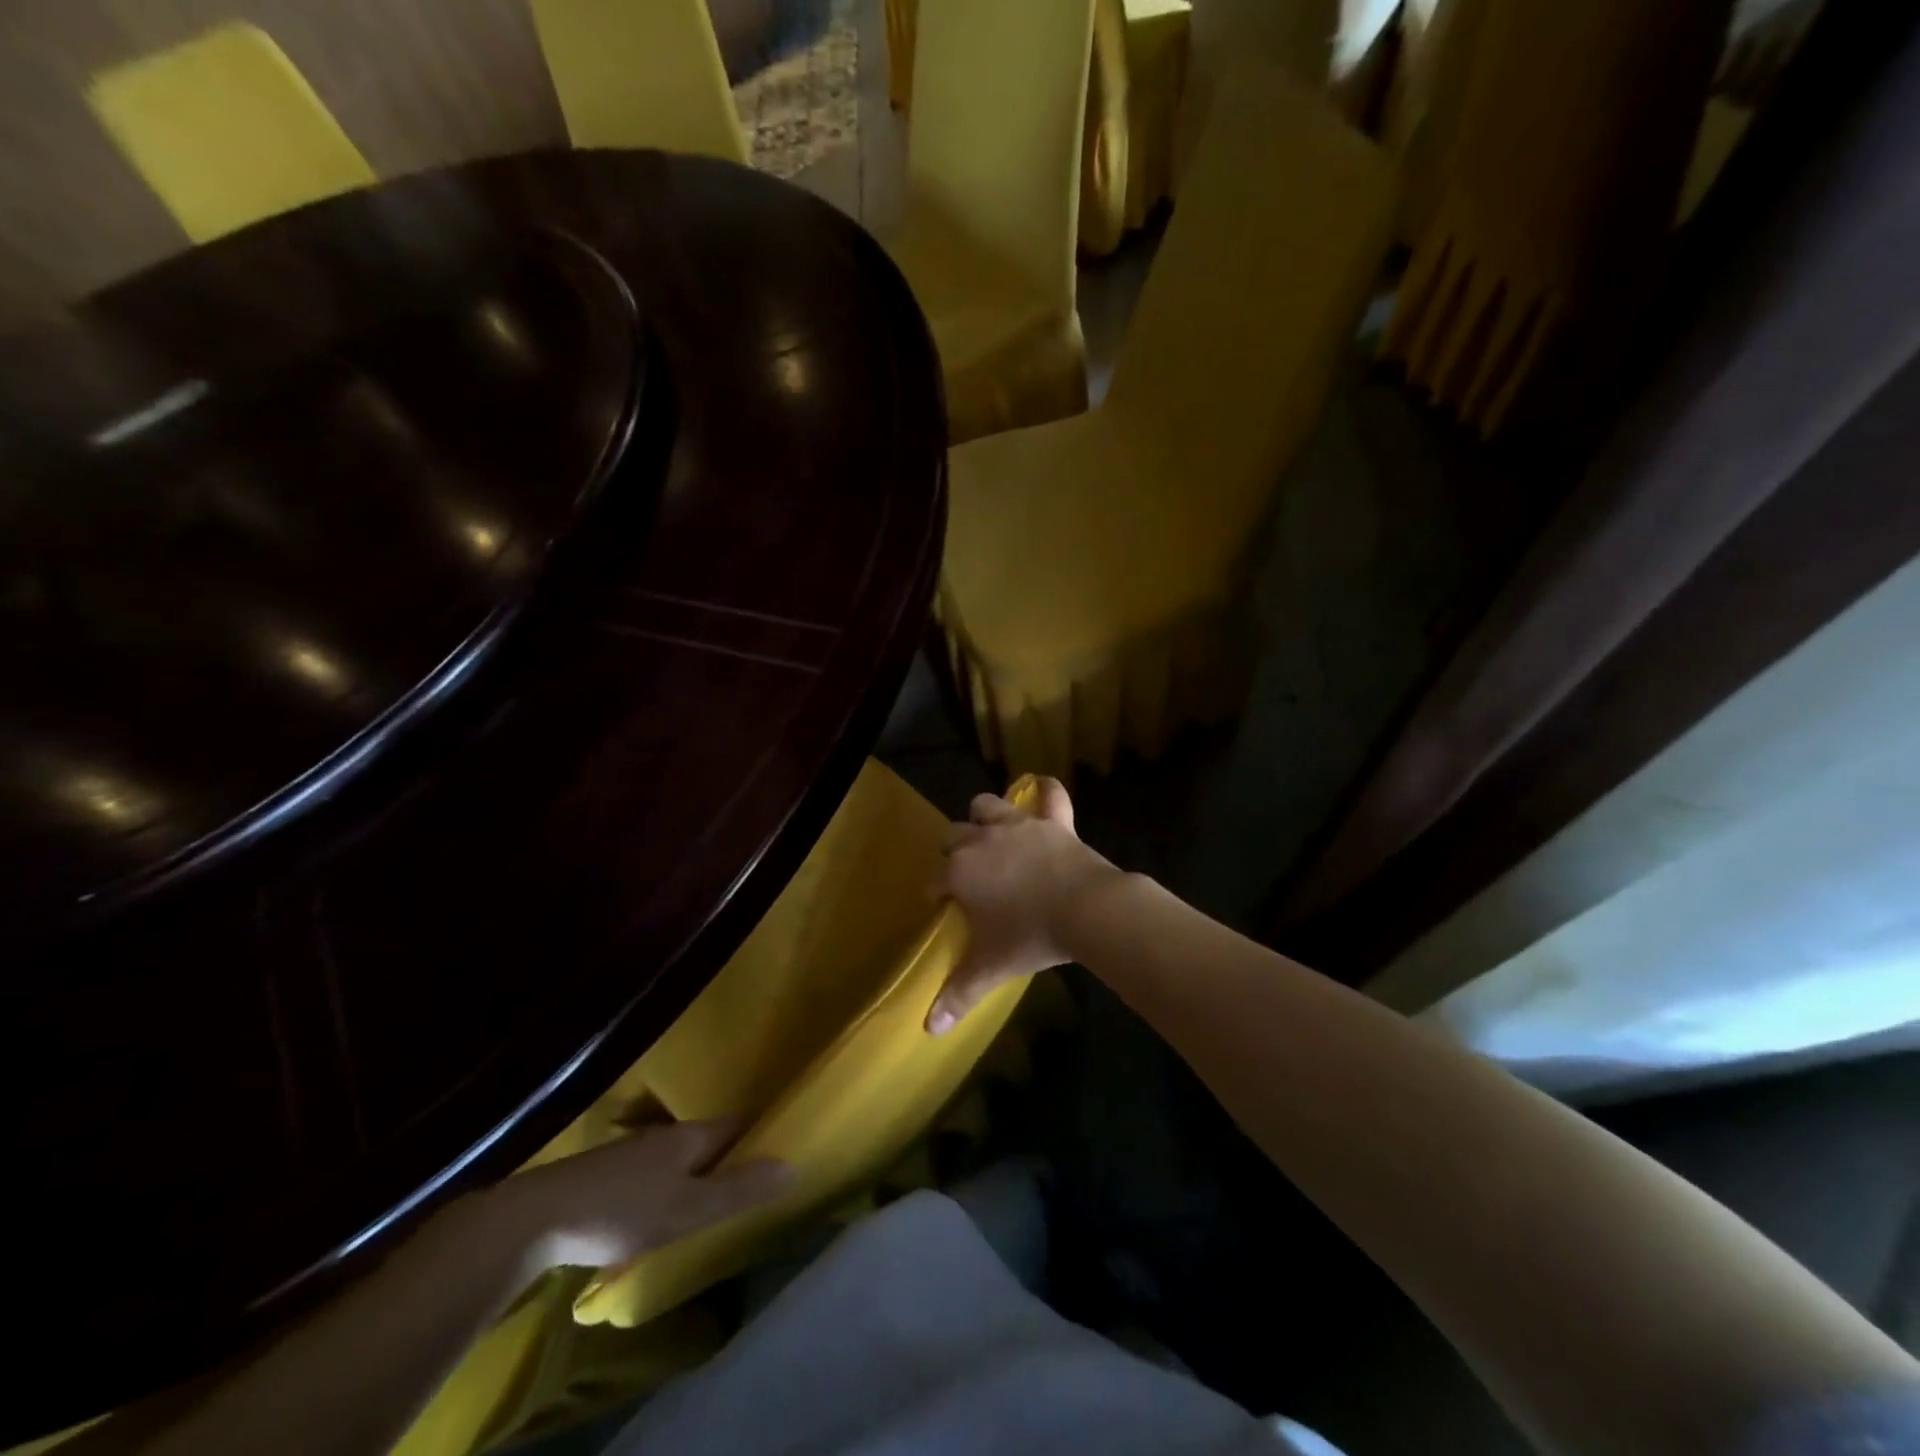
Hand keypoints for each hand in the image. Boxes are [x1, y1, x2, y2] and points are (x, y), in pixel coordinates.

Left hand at [478, 1119, 792, 1273]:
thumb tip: (792, 1166)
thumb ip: (739, 1190)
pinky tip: (657, 1215)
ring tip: (708, 1204)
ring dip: (696, 1174)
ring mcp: (631, 1153)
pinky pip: (651, 1175)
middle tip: (750, 1184)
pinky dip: (666, 1187)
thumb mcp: (688, 1209)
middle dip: (729, 1157)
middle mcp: (664, 1136)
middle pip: (708, 1140)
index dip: (760, 1134)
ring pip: (677, 1158)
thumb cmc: (622, 1212)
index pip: (737, 1125)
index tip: (781, 1150)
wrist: (534, 1219)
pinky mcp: (604, 1175)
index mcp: (690, 1137)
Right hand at [929, 778, 1119, 1034]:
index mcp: (961, 872)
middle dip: (953, 850)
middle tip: (967, 873)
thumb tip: (929, 1031)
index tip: (943, 904)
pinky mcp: (1054, 821)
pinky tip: (1043, 789)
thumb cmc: (1031, 938)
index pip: (935, 878)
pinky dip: (1046, 791)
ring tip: (989, 832)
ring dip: (983, 816)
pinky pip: (1050, 794)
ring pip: (987, 805)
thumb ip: (958, 995)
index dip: (937, 891)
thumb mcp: (991, 968)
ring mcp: (1019, 826)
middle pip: (953, 835)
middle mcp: (982, 840)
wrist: (1086, 910)